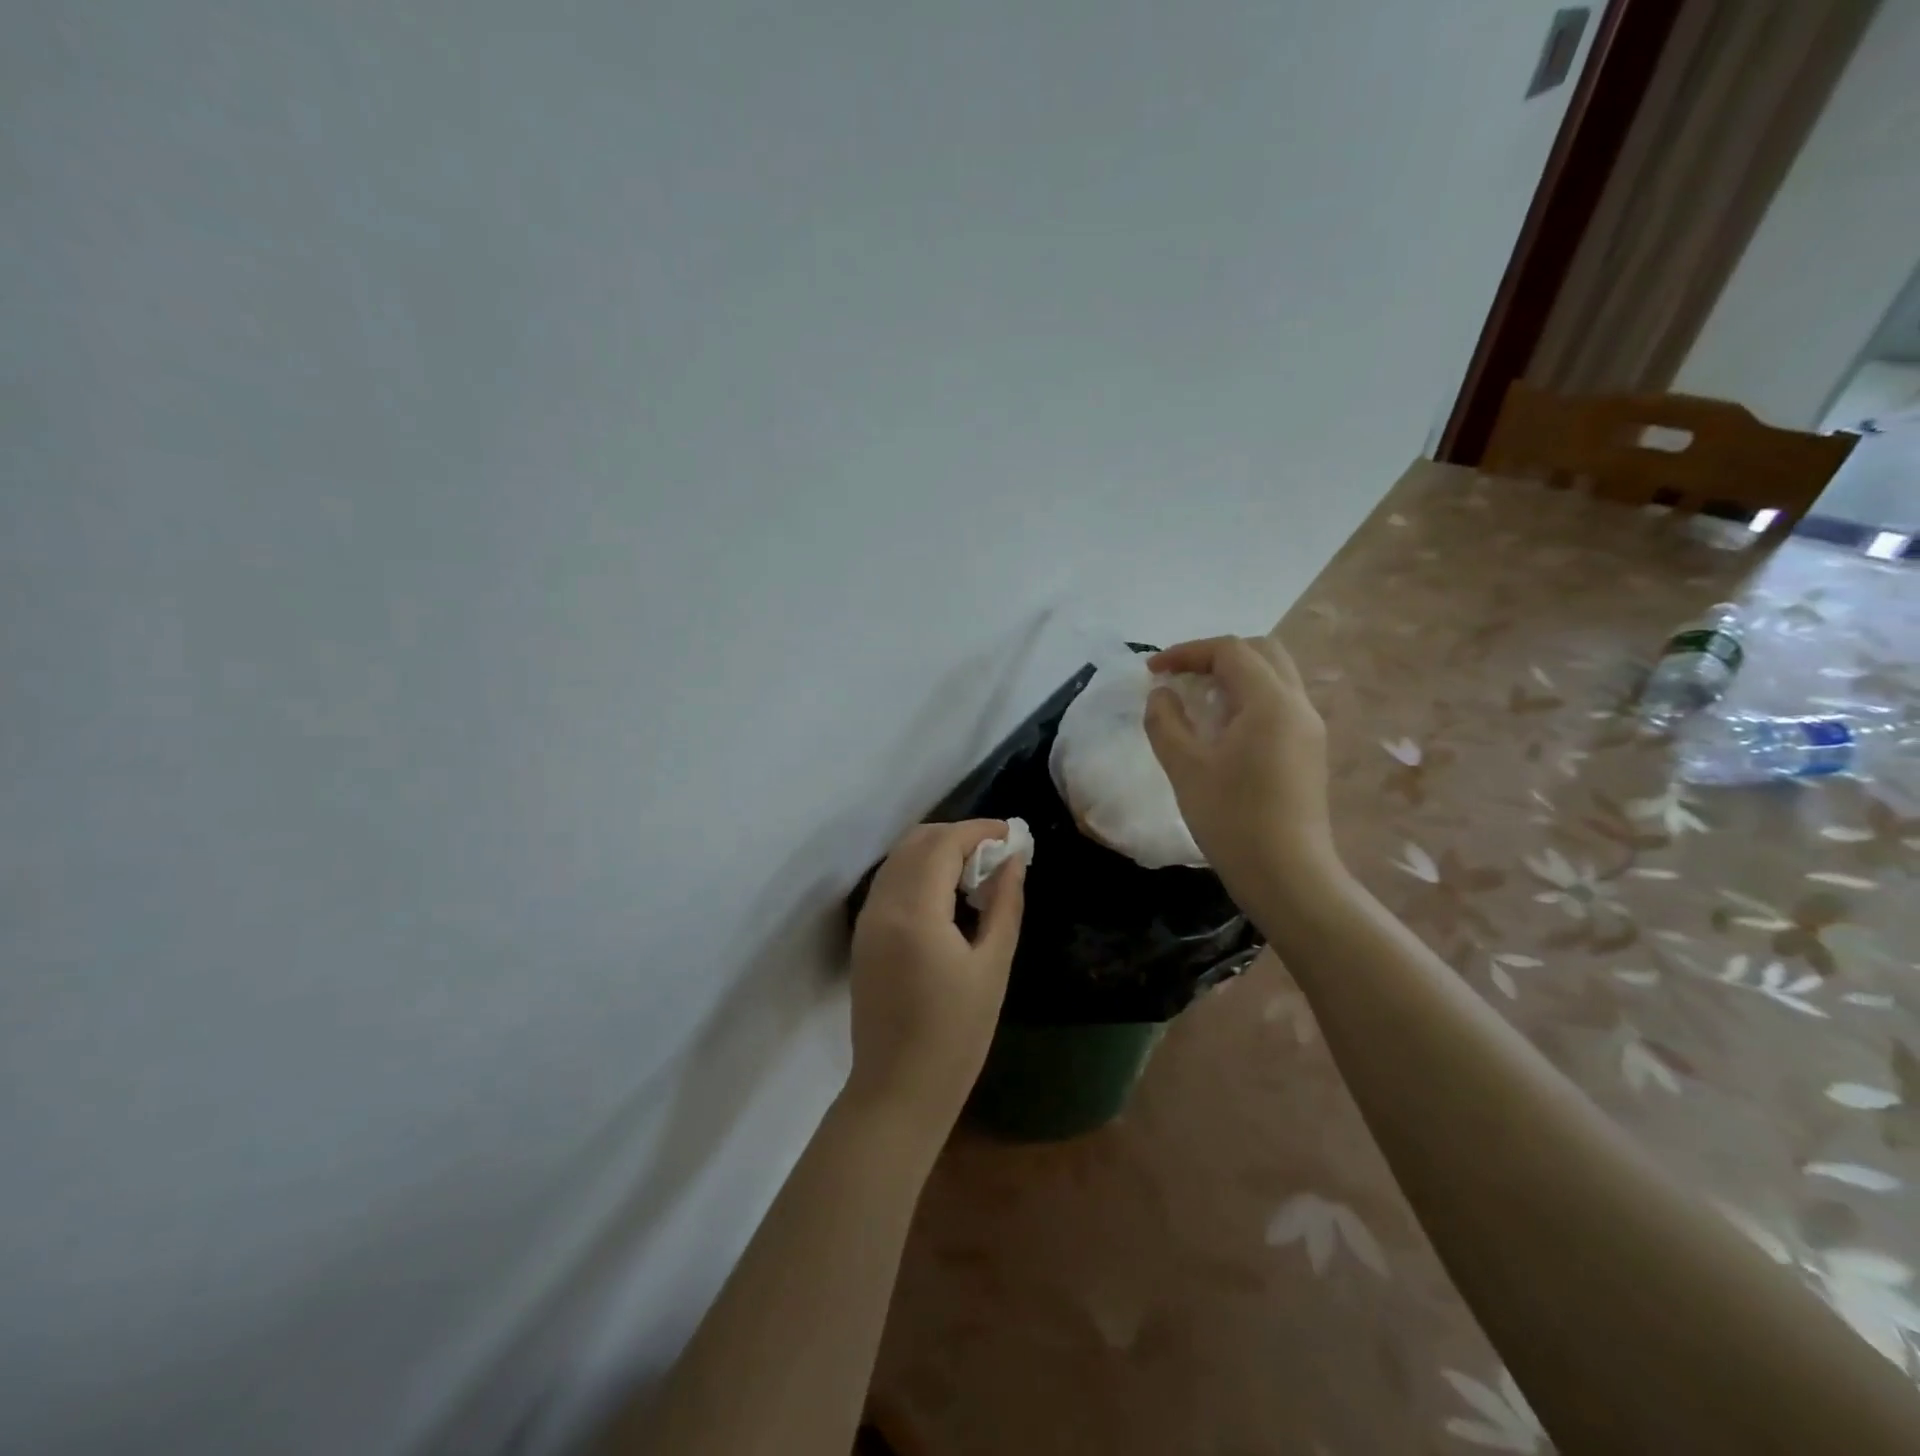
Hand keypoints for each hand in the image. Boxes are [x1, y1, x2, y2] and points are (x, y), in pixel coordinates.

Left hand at [845, 820, 1024, 1139]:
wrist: (898, 1089)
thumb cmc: (957, 1035)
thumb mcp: (993, 966)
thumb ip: (1004, 904)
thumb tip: (1013, 860)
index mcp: (914, 910)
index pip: (943, 843)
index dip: (978, 830)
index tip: (1010, 834)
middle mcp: (882, 904)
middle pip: (916, 842)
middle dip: (957, 836)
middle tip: (996, 852)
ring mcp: (867, 919)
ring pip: (900, 859)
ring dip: (936, 851)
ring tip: (976, 871)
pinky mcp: (863, 935)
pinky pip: (890, 882)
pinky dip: (919, 871)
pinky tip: (948, 894)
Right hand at [1143, 635, 1340, 911]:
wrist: (1287, 875)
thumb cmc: (1232, 819)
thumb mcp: (1185, 767)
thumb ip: (1166, 721)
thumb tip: (1162, 695)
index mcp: (1270, 702)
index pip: (1230, 650)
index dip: (1187, 652)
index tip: (1152, 671)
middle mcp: (1297, 705)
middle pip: (1261, 652)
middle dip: (1215, 656)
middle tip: (1180, 677)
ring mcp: (1309, 728)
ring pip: (1274, 677)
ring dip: (1234, 676)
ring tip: (1197, 701)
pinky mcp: (1309, 750)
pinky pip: (1279, 704)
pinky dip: (1248, 698)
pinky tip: (1222, 729)